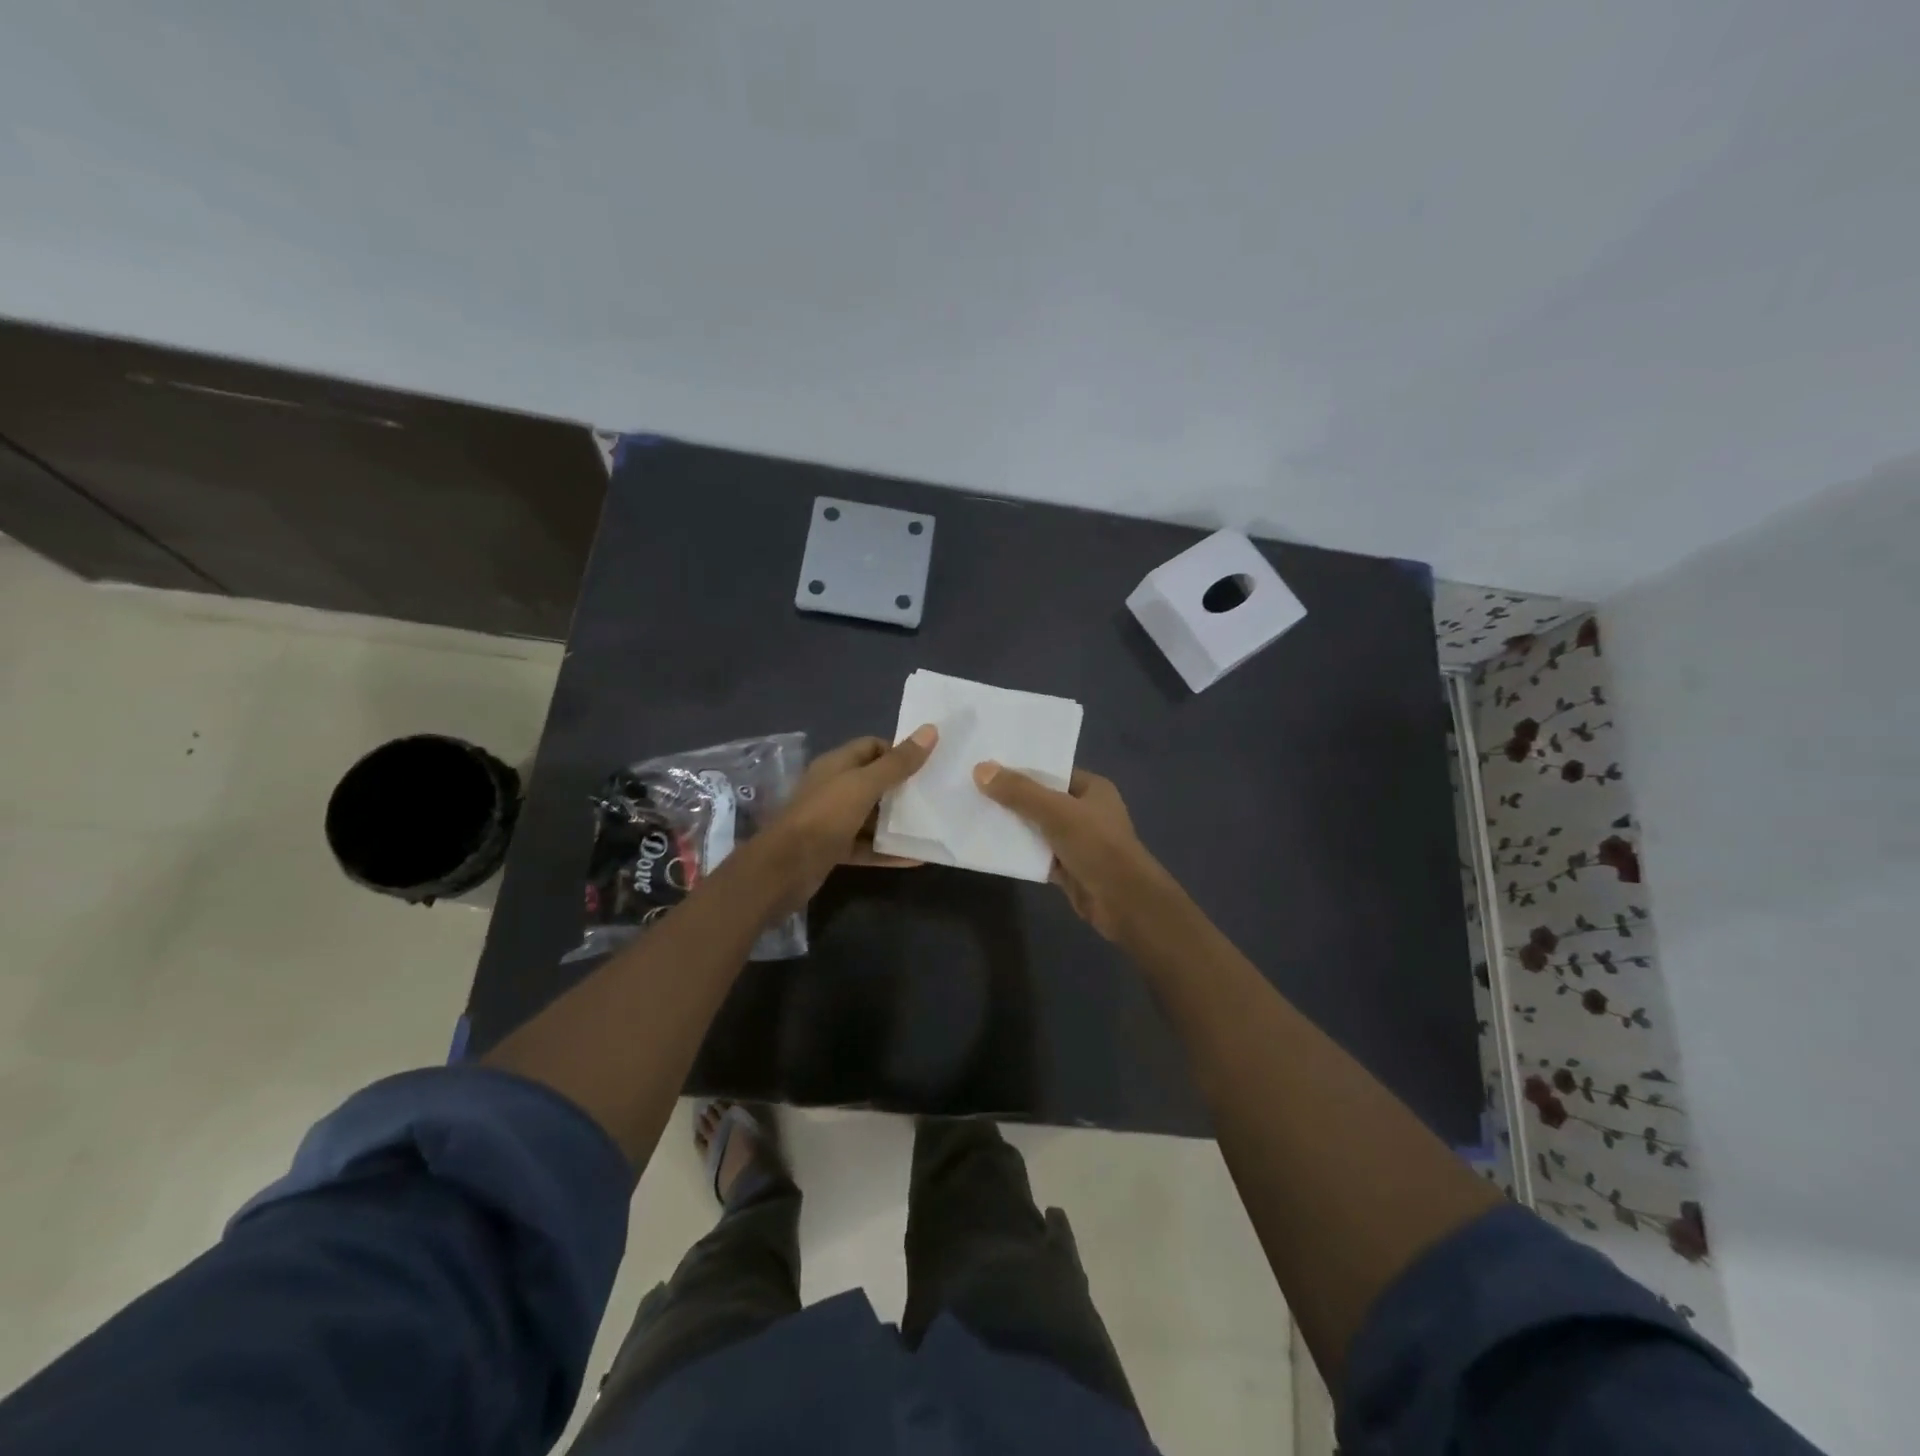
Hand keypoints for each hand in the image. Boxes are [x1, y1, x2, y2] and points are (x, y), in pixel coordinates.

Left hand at [757, 727, 937, 901]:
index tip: (928, 764)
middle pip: (874, 782)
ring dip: (898, 822)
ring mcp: (833, 820)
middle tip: (936, 794)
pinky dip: (889, 851)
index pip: (872, 747)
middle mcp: (834, 788)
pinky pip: (868, 846)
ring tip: (933, 825)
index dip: (899, 752)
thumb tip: (930, 730)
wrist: (784, 868)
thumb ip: (898, 762)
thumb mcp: (864, 785)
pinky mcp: (834, 849)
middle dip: (903, 788)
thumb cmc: (825, 816)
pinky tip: (917, 858)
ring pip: (872, 817)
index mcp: (836, 765)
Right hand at [972, 763, 1173, 941]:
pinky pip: (1038, 853)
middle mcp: (1086, 811)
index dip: (1022, 768)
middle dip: (1012, 797)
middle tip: (973, 789)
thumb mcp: (1056, 812)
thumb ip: (1019, 792)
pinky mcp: (1068, 867)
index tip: (988, 765)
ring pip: (1038, 827)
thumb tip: (980, 769)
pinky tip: (991, 845)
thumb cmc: (1096, 846)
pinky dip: (1020, 851)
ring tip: (975, 813)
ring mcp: (1078, 841)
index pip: (1052, 771)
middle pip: (1042, 799)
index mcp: (1092, 789)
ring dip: (1013, 825)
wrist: (1123, 902)